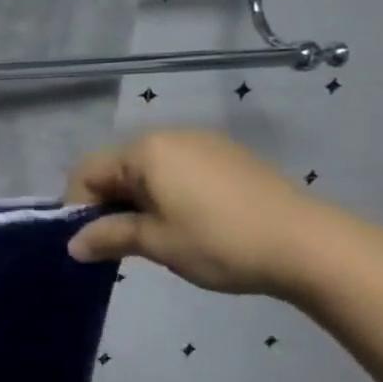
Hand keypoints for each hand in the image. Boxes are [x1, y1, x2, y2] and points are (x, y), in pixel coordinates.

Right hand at [63, 129, 321, 297]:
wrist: (310, 245)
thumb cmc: (219, 241)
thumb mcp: (156, 243)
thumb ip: (108, 237)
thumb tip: (72, 245)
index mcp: (143, 150)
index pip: (88, 172)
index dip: (79, 207)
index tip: (90, 243)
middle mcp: (168, 136)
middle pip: (117, 167)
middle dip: (110, 203)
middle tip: (122, 244)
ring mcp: (202, 143)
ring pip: (149, 169)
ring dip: (139, 199)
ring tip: (157, 236)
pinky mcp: (229, 156)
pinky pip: (180, 170)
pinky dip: (169, 193)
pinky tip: (191, 223)